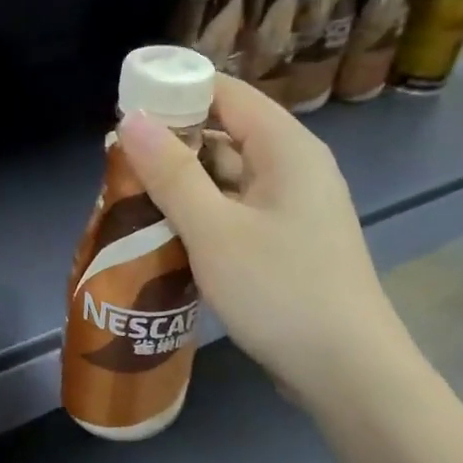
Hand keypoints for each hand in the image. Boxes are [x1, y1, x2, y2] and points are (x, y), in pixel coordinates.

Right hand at [117, 75, 408, 411]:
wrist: (346, 371)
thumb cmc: (280, 291)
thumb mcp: (215, 231)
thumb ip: (171, 174)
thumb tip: (130, 121)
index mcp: (287, 148)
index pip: (226, 93)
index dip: (175, 91)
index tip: (125, 110)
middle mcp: (294, 170)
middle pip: (226, 136)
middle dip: (171, 146)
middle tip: (115, 165)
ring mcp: (293, 211)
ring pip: (227, 181)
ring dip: (182, 188)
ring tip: (128, 200)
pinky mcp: (287, 246)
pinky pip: (236, 216)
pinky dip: (202, 219)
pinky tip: (164, 236)